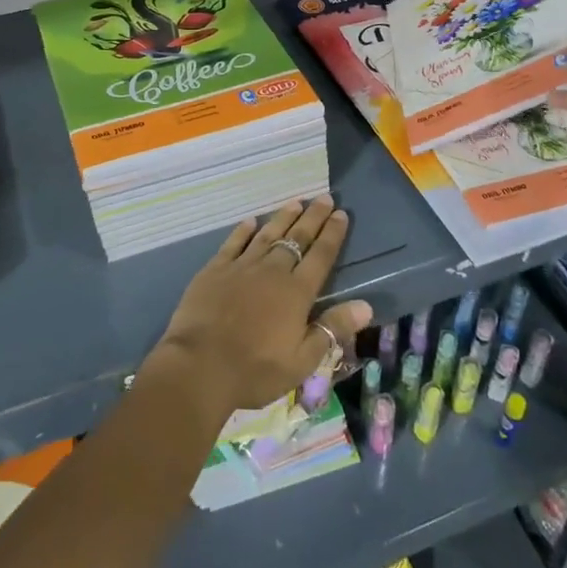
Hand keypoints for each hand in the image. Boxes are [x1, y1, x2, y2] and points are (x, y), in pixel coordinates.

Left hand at [151, 197, 372, 416]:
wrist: (200, 366)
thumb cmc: (255, 369)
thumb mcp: (302, 360)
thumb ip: (332, 328)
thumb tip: (366, 305)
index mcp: (296, 292)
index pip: (320, 256)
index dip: (332, 234)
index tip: (341, 214)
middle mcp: (272, 271)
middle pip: (297, 238)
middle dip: (313, 217)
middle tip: (324, 197)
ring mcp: (242, 267)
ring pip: (267, 235)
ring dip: (283, 217)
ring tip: (296, 202)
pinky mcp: (215, 269)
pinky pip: (233, 243)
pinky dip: (243, 231)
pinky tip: (251, 221)